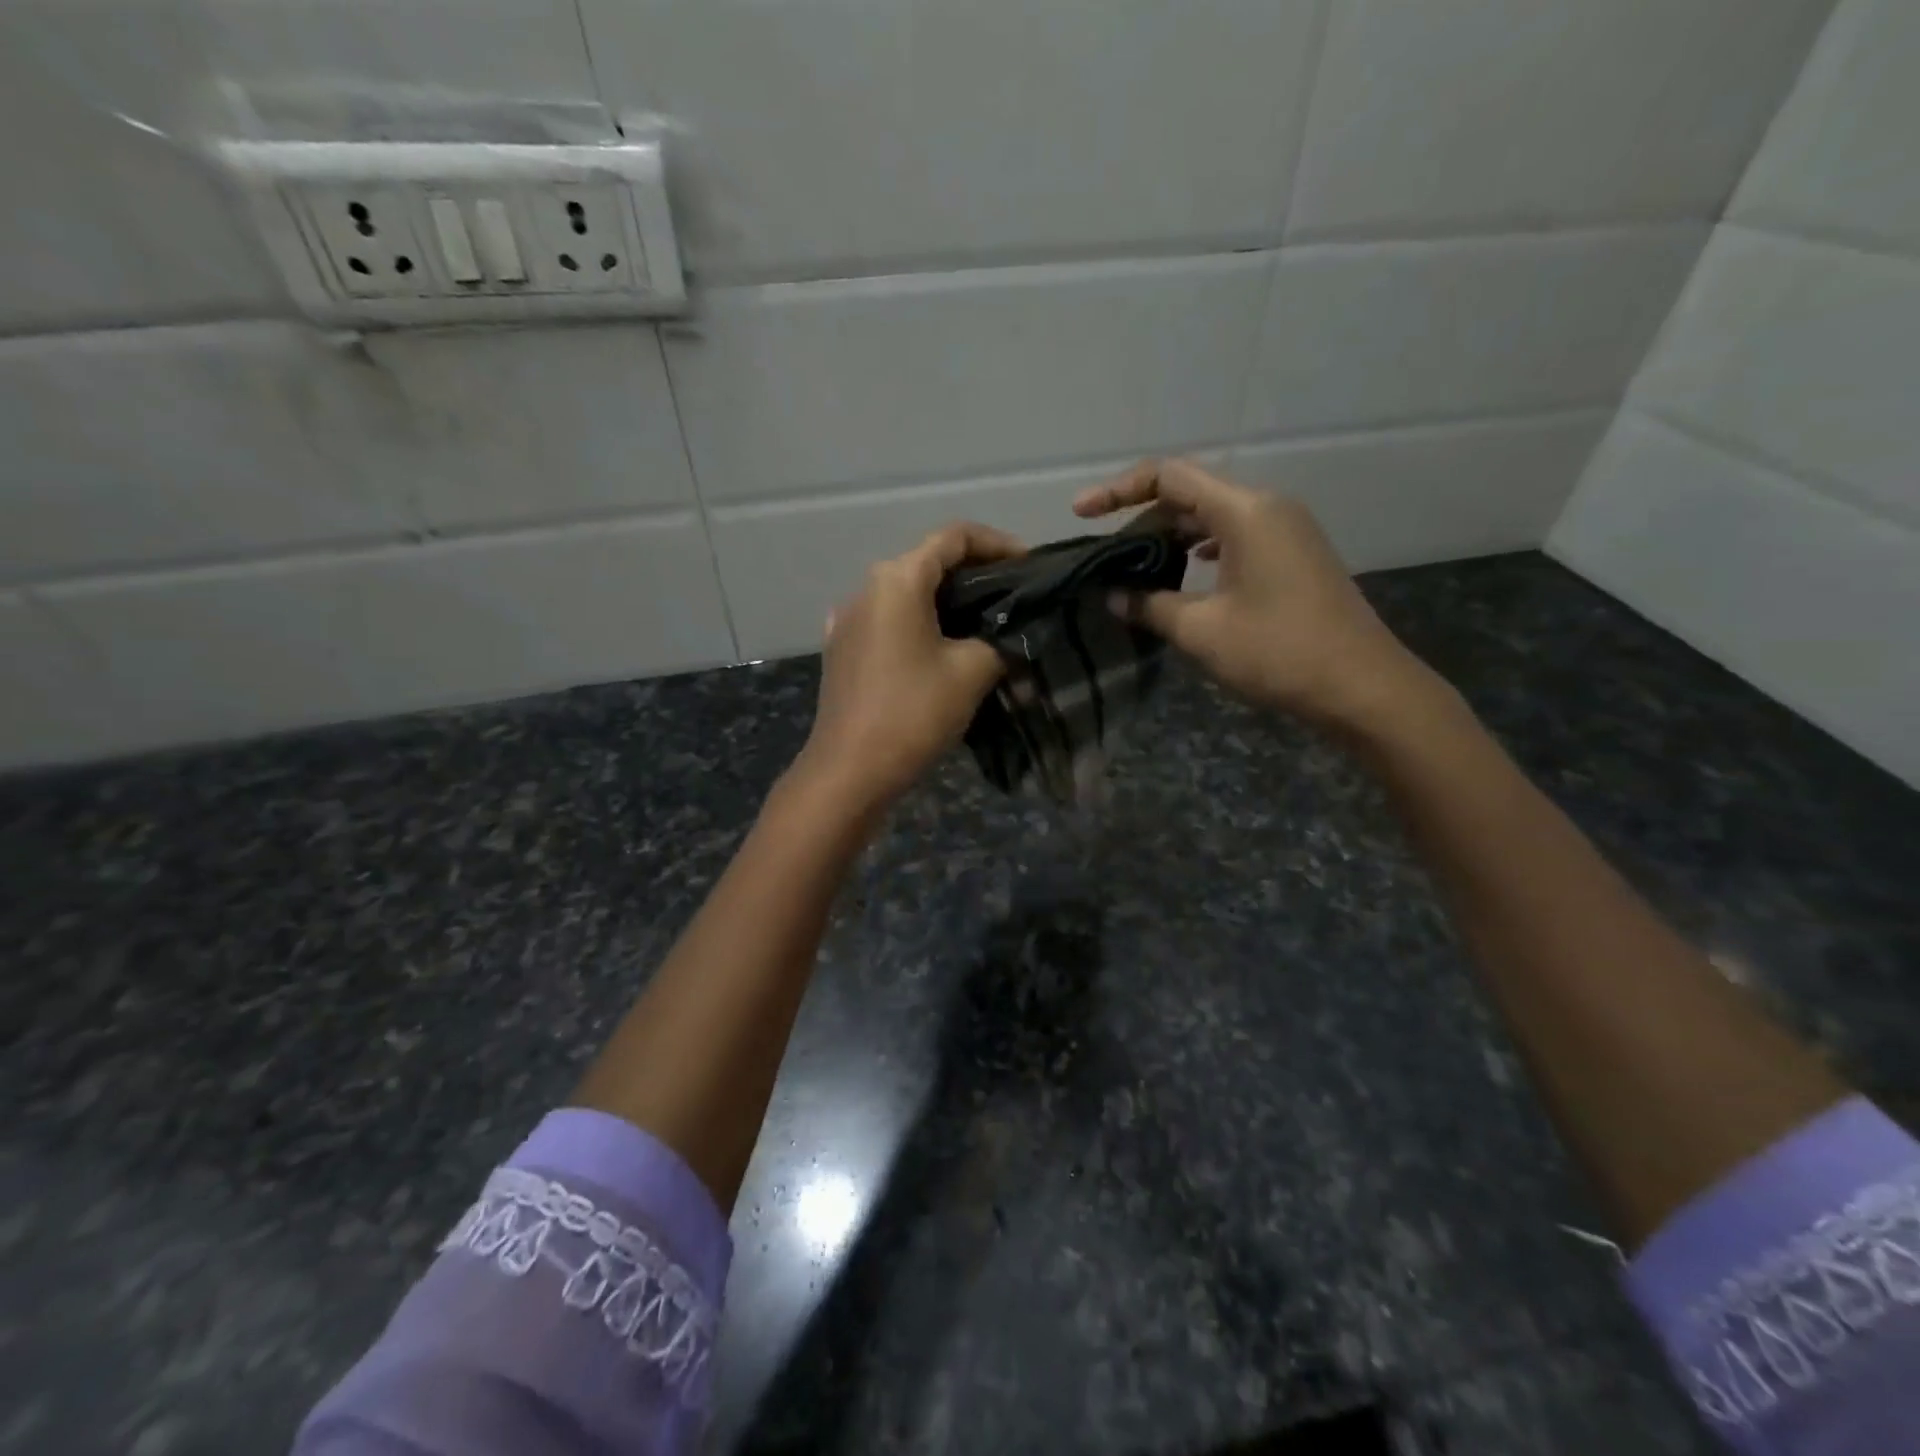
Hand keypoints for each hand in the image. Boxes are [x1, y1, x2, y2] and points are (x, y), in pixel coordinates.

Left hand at [794, 521, 1024, 814]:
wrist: (850, 770)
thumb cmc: (913, 712)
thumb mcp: (972, 671)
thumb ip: (997, 641)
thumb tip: (1001, 639)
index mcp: (897, 579)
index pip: (954, 536)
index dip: (998, 544)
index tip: (1029, 566)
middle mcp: (866, 588)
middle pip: (927, 562)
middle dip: (974, 575)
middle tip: (1012, 599)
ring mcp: (848, 619)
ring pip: (907, 594)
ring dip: (945, 602)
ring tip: (983, 626)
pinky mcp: (842, 649)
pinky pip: (888, 622)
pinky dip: (919, 625)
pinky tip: (939, 651)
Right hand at [1073, 459, 1431, 732]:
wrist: (1362, 687)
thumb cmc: (1278, 652)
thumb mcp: (1201, 630)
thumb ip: (1149, 606)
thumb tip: (1111, 595)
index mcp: (1244, 511)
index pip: (1169, 476)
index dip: (1118, 490)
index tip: (1082, 513)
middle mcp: (1267, 507)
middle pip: (1191, 493)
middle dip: (1142, 520)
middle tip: (1106, 558)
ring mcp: (1285, 530)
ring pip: (1213, 517)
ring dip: (1171, 538)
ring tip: (1135, 569)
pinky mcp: (1293, 555)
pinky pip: (1235, 536)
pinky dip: (1200, 550)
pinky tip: (1183, 575)